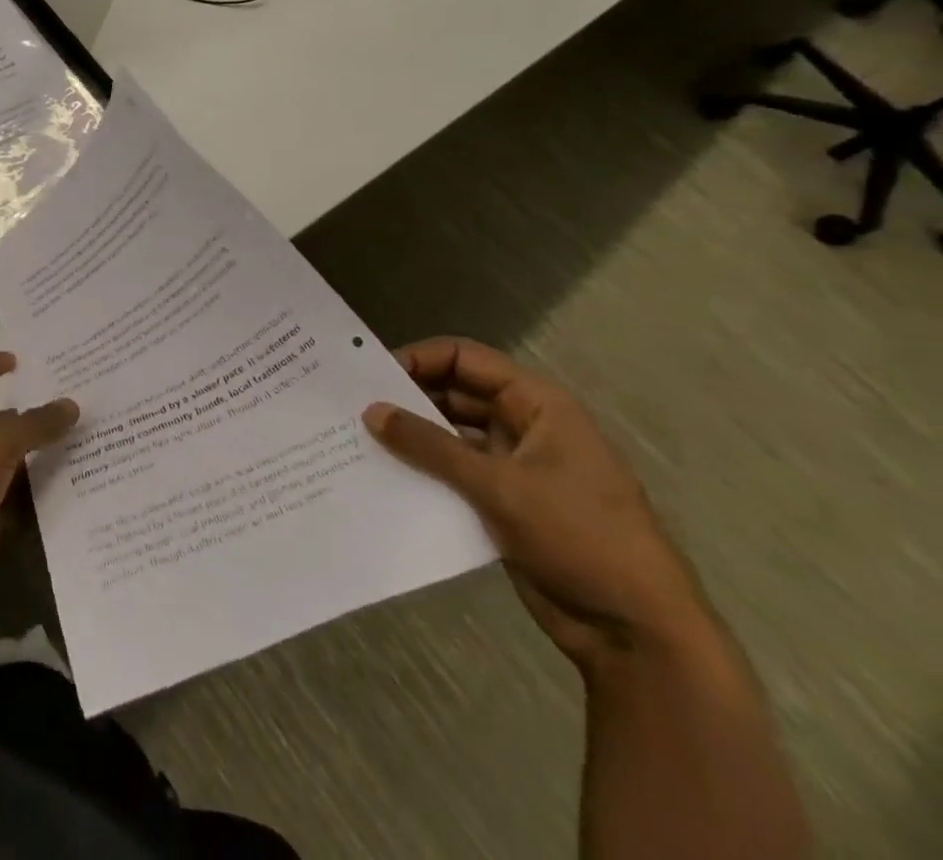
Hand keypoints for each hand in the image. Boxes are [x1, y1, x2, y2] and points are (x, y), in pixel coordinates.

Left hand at [0, 353, 77, 624]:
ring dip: (42, 459)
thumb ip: (33, 424)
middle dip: (29, 415)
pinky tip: (81, 492)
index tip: (17, 361)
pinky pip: (20, 506)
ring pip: (13, 467)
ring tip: (89, 445)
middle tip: (72, 405)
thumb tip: (71, 405)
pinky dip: (43, 500)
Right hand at [364, 337, 711, 671]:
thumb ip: (431, 446)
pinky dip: (424, 469)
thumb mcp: (500, 487)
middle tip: (354, 406)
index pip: (464, 359)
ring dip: (413, 437)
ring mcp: (516, 465)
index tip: (370, 376)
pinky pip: (454, 471)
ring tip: (360, 439)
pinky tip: (386, 475)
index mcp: (538, 404)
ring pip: (451, 433)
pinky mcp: (505, 501)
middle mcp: (526, 425)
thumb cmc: (581, 539)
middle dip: (407, 398)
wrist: (638, 634)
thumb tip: (370, 410)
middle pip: (454, 392)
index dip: (418, 359)